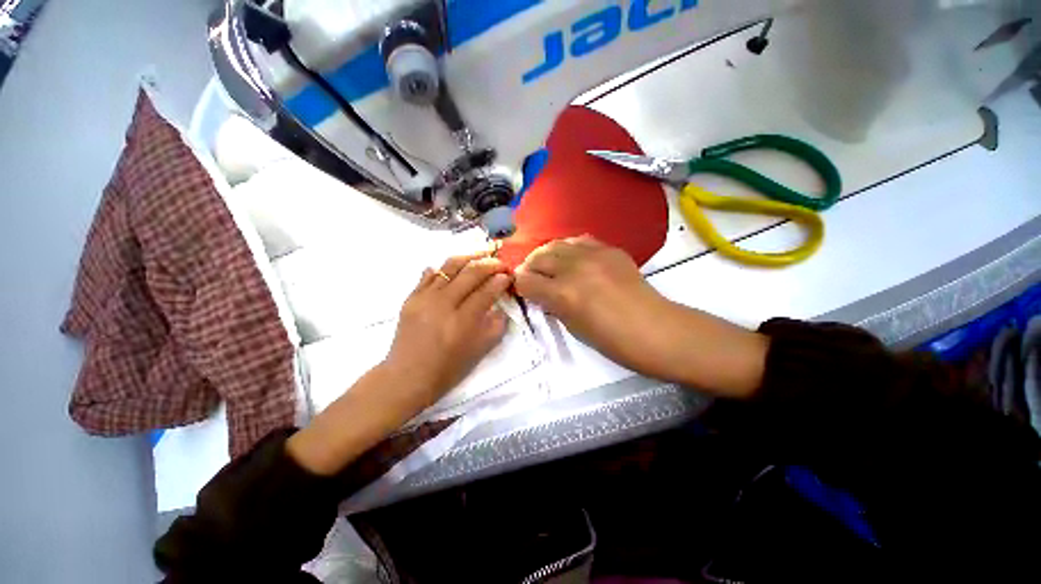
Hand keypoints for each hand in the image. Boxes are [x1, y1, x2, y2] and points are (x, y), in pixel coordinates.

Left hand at [384, 254, 512, 408]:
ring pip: (450, 266)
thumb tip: (500, 305)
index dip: (501, 280)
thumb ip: (496, 326)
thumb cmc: (447, 369)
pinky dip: (444, 267)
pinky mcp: (411, 297)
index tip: (509, 276)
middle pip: (470, 273)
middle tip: (501, 263)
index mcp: (463, 321)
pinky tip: (455, 267)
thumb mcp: (480, 352)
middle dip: (490, 263)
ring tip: (482, 254)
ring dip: (470, 257)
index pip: (487, 291)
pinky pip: (429, 274)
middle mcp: (443, 304)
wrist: (407, 377)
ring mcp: (424, 298)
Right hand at [514, 236, 676, 376]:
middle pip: (538, 257)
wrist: (655, 329)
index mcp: (563, 294)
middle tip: (533, 278)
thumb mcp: (573, 327)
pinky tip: (572, 259)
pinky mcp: (609, 249)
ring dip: (547, 255)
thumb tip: (542, 293)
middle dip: (529, 268)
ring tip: (549, 266)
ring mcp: (593, 255)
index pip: (526, 281)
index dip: (520, 286)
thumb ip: (553, 305)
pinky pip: (579, 241)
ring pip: (555, 244)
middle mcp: (574, 268)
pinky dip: (569, 249)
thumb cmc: (612, 341)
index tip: (523, 291)